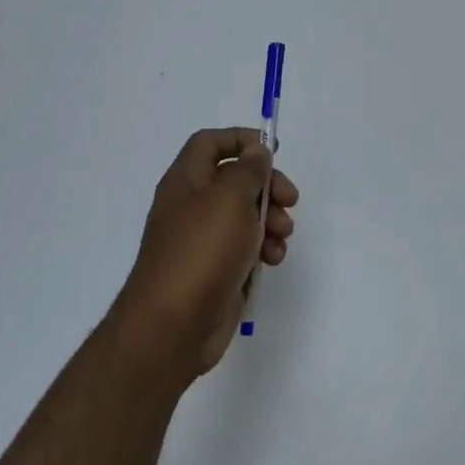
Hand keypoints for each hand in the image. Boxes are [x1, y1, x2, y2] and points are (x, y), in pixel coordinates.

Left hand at [113, 128, 298, 380]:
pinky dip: (263, 249)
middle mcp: (192, 207)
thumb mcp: (230, 199)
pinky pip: (245, 248)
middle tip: (289, 199)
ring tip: (282, 237)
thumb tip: (256, 152)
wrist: (174, 325)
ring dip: (270, 220)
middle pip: (234, 180)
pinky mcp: (216, 270)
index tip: (273, 150)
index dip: (240, 139)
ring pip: (245, 216)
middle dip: (266, 186)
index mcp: (186, 182)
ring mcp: (203, 241)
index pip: (209, 143)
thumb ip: (247, 170)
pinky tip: (272, 260)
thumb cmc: (201, 251)